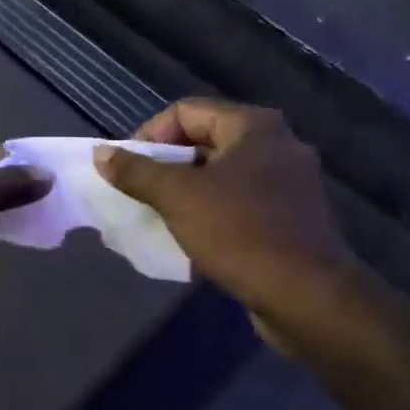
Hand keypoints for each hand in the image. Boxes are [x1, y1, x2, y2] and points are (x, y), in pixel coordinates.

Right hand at [94, 100, 362, 356]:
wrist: (309, 298)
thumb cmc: (241, 234)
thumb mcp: (178, 198)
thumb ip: (136, 171)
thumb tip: (101, 153)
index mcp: (254, 126)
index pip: (185, 111)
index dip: (149, 135)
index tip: (128, 169)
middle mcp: (277, 144)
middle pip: (204, 140)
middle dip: (166, 165)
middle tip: (140, 192)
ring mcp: (288, 182)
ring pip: (221, 174)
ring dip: (186, 191)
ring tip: (159, 215)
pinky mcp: (292, 216)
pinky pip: (240, 200)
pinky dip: (212, 210)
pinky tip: (192, 235)